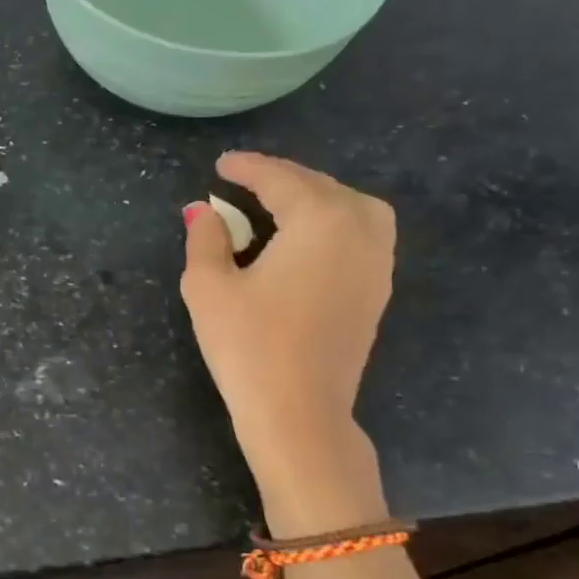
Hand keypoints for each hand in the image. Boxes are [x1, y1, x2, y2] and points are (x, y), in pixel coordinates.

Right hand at [180, 153, 395, 526]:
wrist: (299, 413)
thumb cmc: (248, 346)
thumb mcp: (209, 286)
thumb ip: (205, 239)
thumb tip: (201, 211)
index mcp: (320, 220)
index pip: (280, 179)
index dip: (246, 168)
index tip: (221, 165)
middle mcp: (359, 230)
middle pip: (320, 186)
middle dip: (281, 178)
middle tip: (243, 181)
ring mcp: (377, 262)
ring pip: (352, 206)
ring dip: (315, 196)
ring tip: (279, 204)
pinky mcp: (377, 291)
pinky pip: (362, 234)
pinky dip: (334, 221)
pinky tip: (307, 239)